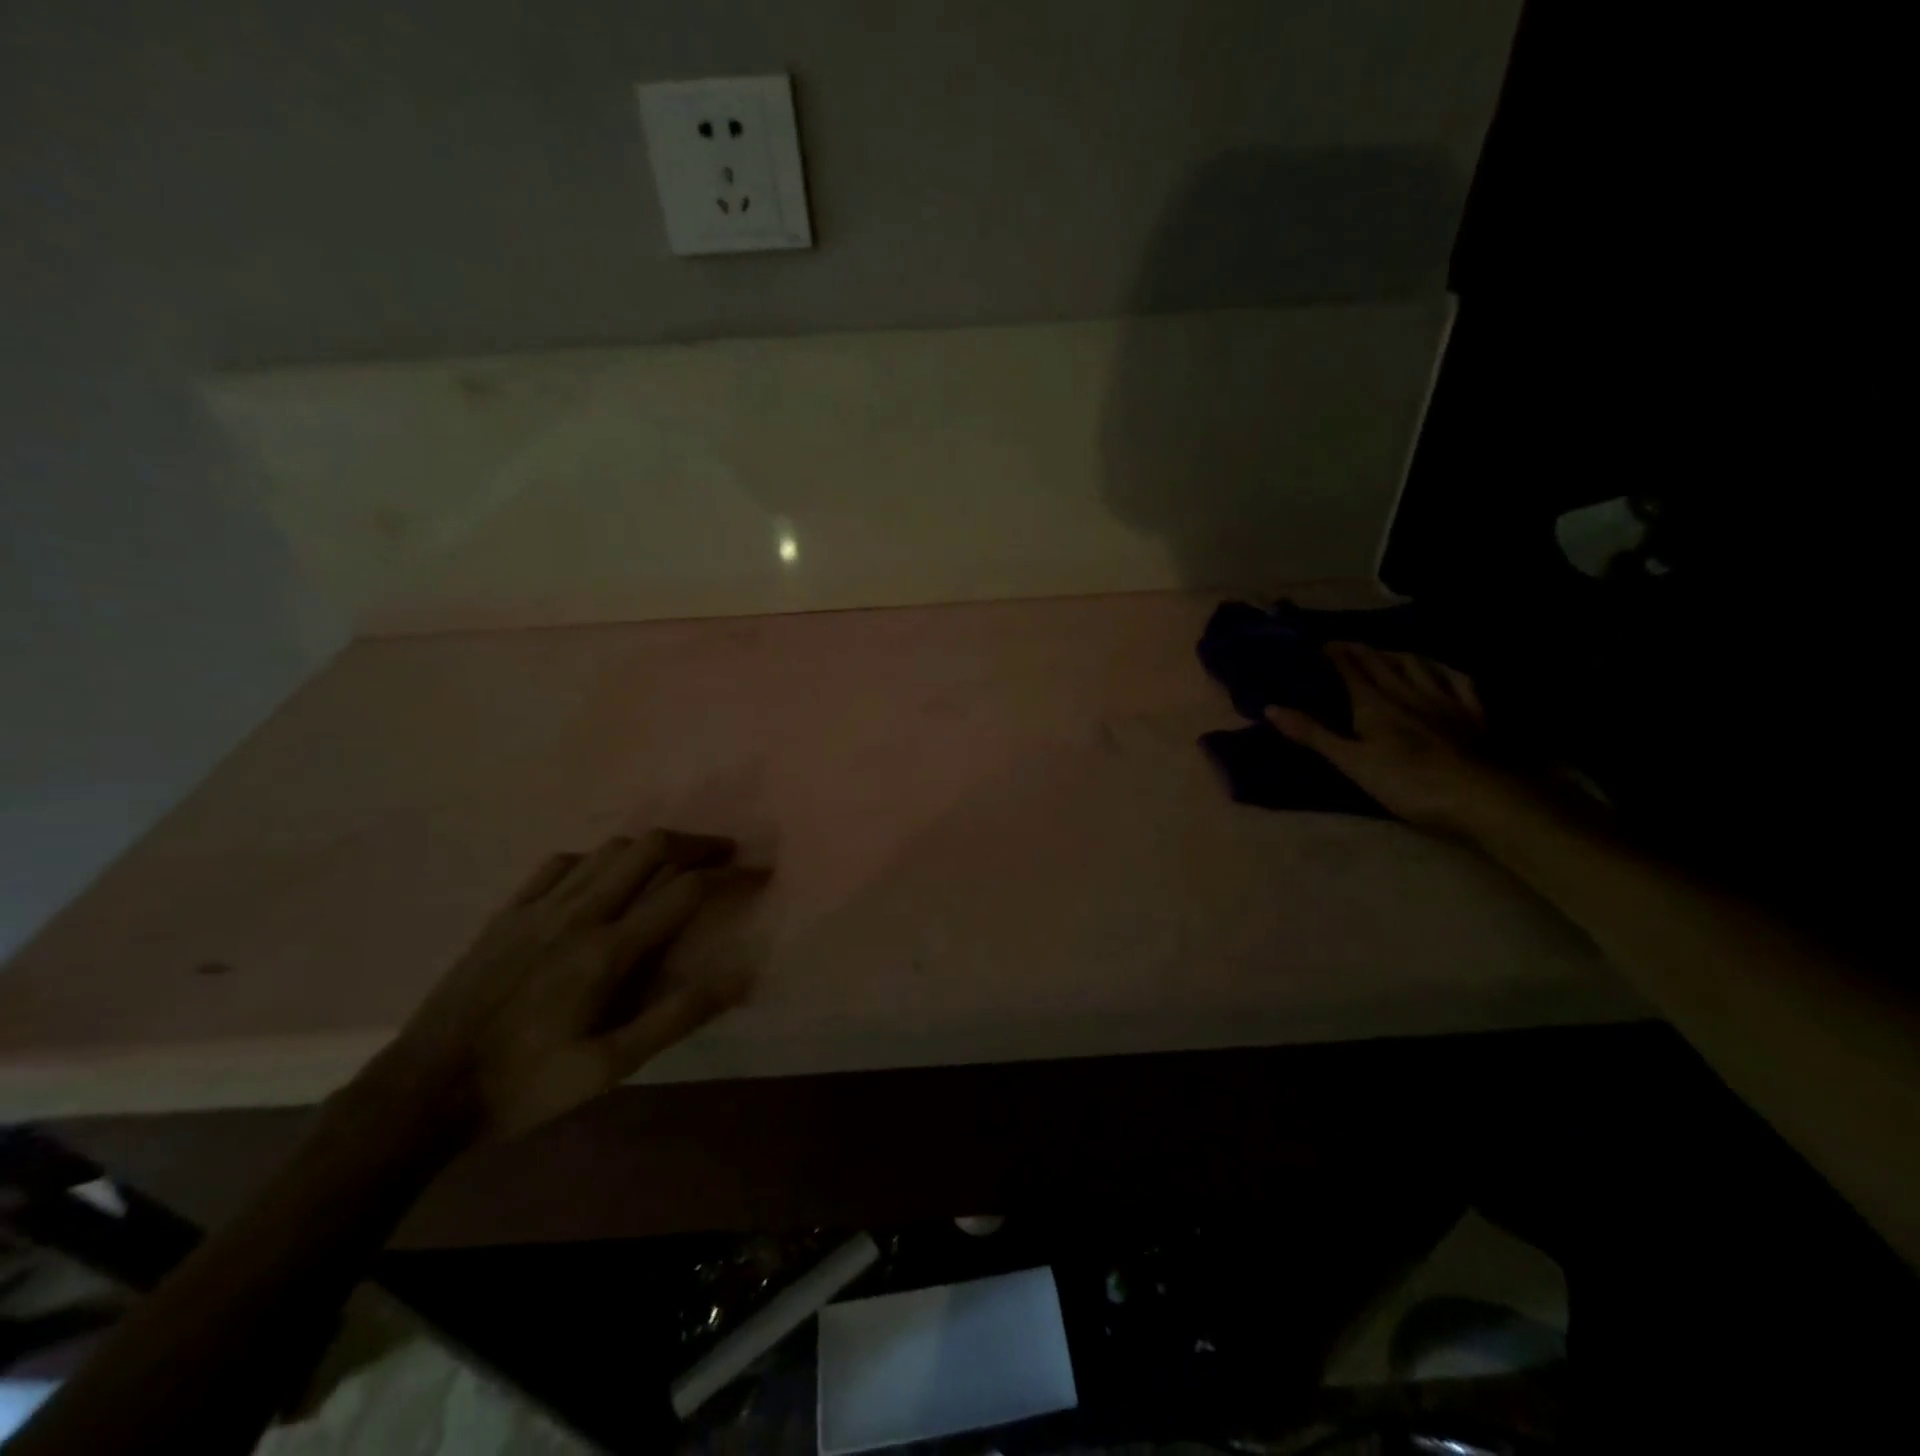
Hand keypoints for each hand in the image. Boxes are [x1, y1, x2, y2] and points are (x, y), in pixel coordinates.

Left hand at [354, 830, 767, 1144]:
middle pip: (649, 849)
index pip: (684, 891)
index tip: (759, 872)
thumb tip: (741, 974)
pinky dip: (595, 859)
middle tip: (724, 854)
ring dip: (650, 848)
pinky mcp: (507, 913)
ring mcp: (538, 908)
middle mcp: (578, 914)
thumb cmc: (525, 1085)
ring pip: (608, 849)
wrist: (421, 1093)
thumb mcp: (610, 1067)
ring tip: (673, 864)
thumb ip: (677, 1016)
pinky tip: (600, 879)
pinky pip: (560, 863)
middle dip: (696, 843)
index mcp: (608, 951)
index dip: (730, 875)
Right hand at [1265, 643, 1514, 831]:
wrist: (1477, 796)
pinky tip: (1442, 670)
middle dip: (1361, 650)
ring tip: (1387, 651)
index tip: (1319, 644)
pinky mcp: (1473, 715)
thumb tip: (1270, 708)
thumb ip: (1313, 734)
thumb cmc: (1406, 782)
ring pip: (1418, 667)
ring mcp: (1444, 701)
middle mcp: (1407, 693)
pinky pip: (1459, 682)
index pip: (1350, 670)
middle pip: (1381, 663)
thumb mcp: (1351, 761)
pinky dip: (1446, 672)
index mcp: (1374, 704)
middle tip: (1345, 642)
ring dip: (1399, 655)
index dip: (1334, 655)